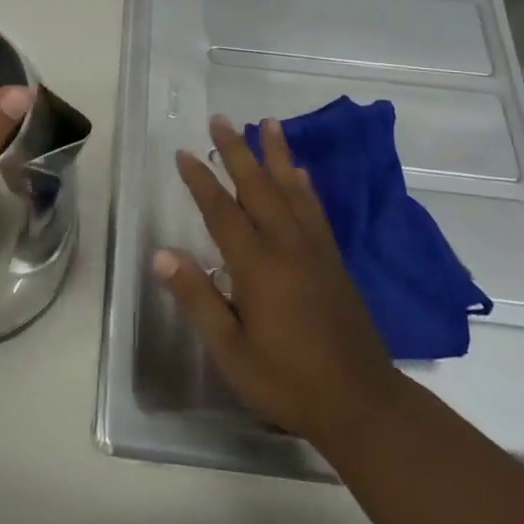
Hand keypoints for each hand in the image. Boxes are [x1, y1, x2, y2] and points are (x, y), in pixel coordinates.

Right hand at [157, 115, 398, 446]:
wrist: (362, 404)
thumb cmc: (287, 380)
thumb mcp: (231, 350)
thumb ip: (197, 299)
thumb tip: (162, 255)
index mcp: (257, 266)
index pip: (221, 211)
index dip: (199, 180)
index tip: (182, 152)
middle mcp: (287, 246)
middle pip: (258, 187)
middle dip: (237, 150)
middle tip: (220, 119)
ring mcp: (315, 251)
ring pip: (292, 190)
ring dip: (277, 155)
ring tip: (269, 123)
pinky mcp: (334, 261)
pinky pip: (316, 210)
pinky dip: (305, 185)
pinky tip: (301, 173)